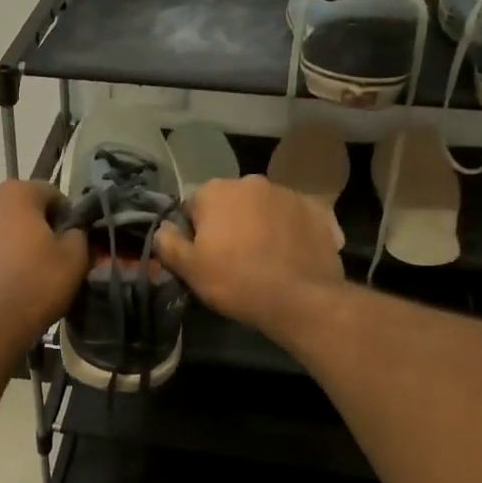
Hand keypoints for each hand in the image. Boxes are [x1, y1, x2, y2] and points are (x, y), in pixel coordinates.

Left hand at [0, 180, 88, 342]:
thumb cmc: (36, 282)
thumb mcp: (75, 257)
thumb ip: (78, 234)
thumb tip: (72, 233)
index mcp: (15, 191)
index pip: (50, 193)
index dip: (66, 217)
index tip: (71, 241)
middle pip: (19, 207)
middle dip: (34, 225)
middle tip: (48, 256)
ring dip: (10, 240)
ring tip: (22, 270)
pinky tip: (1, 280)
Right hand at [157, 175, 344, 332]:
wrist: (301, 300)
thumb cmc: (236, 281)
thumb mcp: (189, 269)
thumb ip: (168, 243)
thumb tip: (164, 228)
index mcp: (216, 191)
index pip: (194, 205)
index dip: (195, 231)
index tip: (203, 255)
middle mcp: (252, 182)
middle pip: (230, 202)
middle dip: (229, 223)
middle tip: (233, 258)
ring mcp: (288, 194)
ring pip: (263, 207)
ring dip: (259, 224)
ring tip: (264, 258)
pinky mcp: (317, 211)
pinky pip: (293, 217)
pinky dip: (289, 230)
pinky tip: (289, 255)